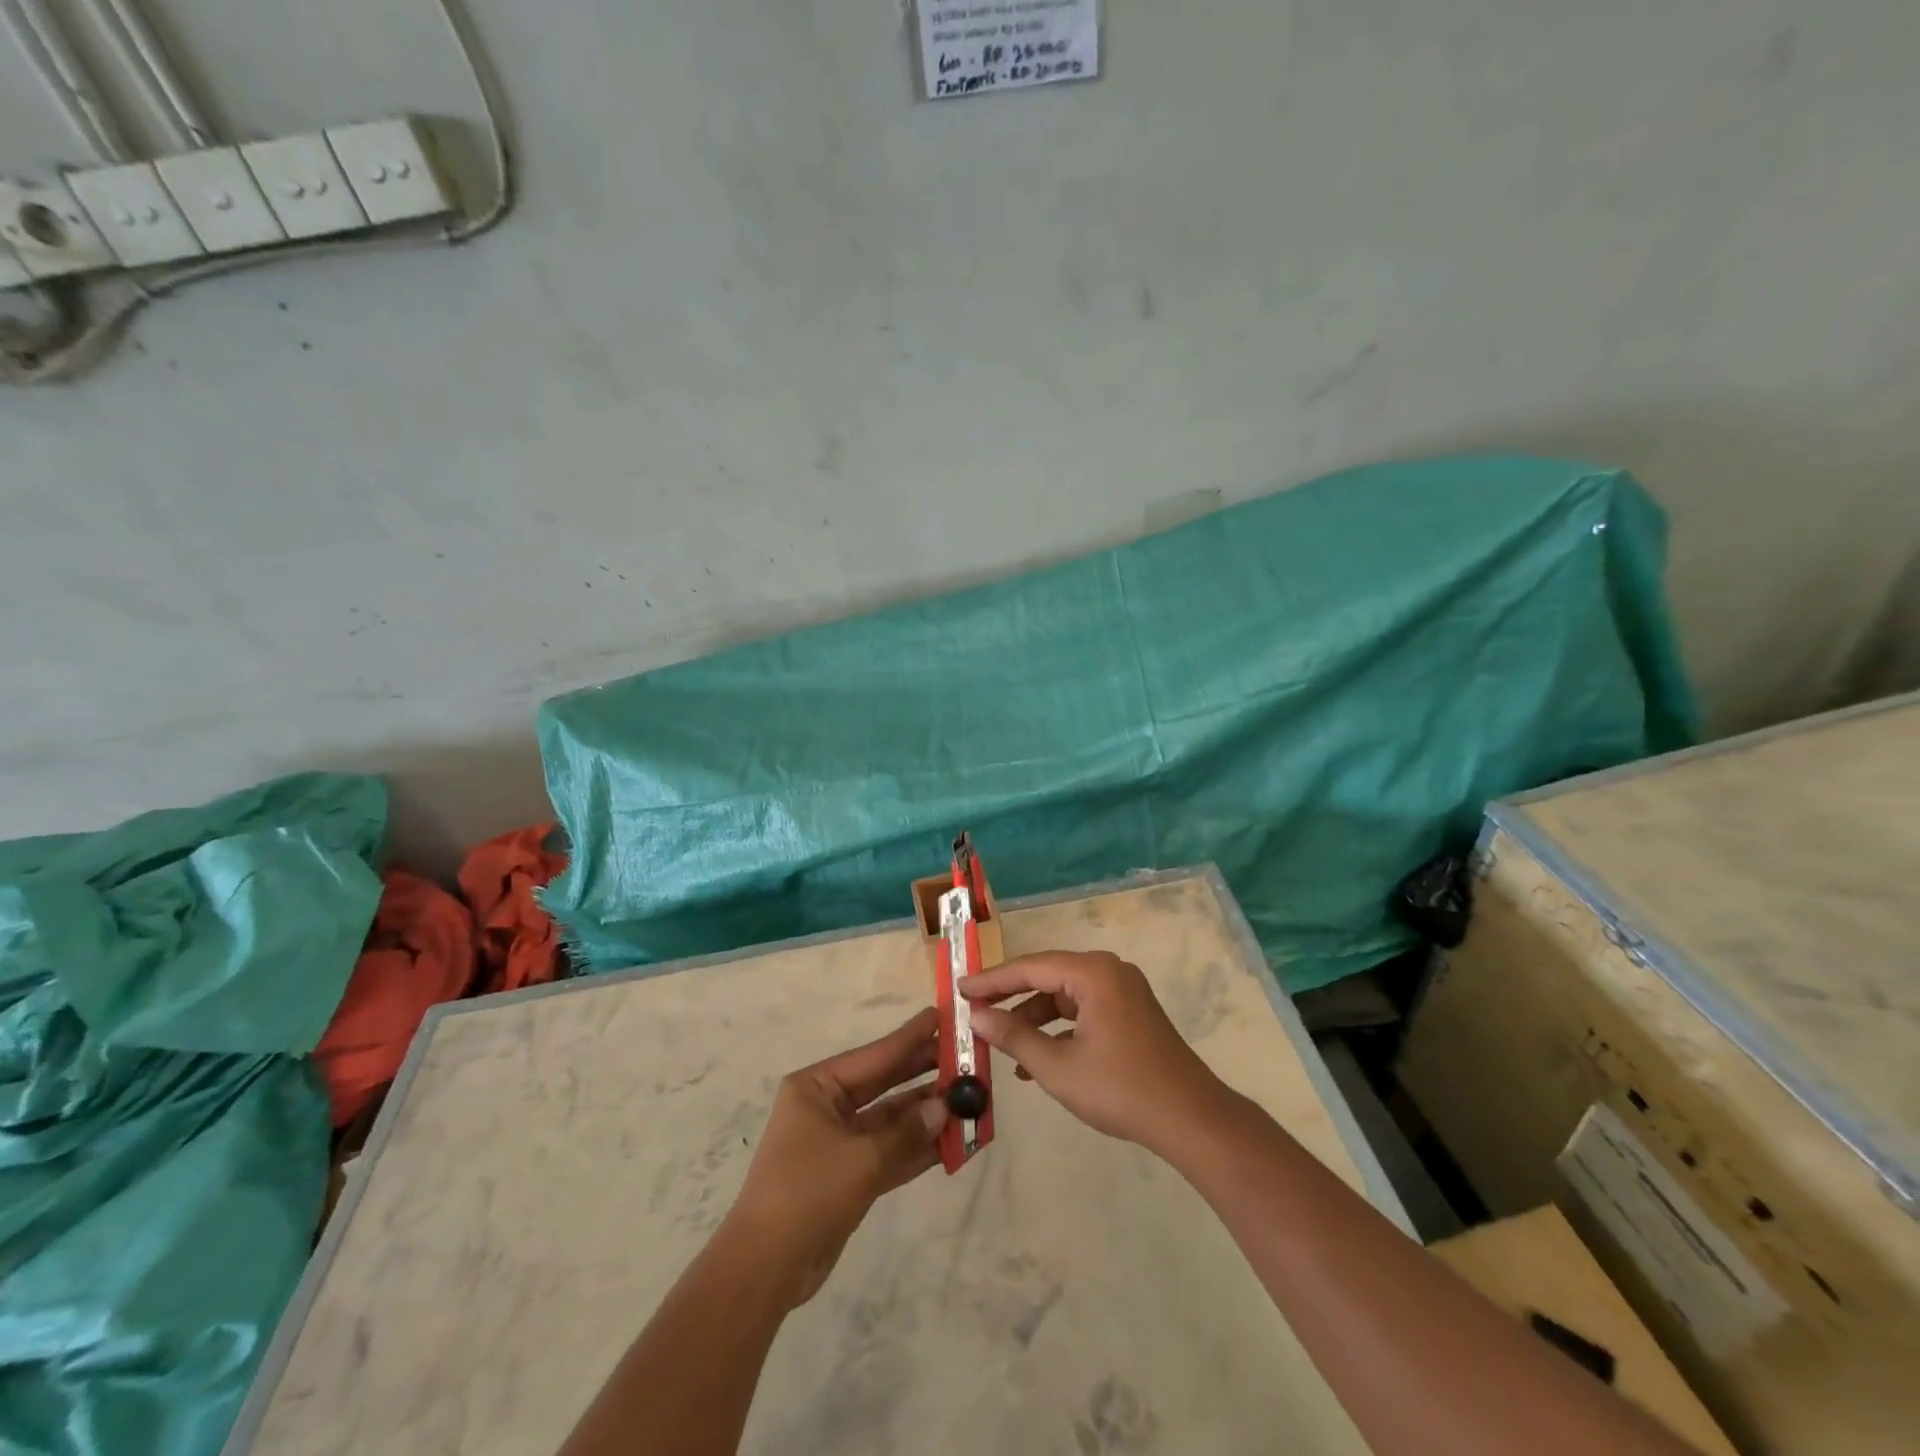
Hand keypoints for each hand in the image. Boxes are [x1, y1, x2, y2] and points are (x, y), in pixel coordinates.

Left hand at [725, 1008, 948, 1307]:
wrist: (765, 1268)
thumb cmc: (807, 1192)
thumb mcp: (861, 1159)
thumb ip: (907, 1132)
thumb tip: (945, 1108)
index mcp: (817, 1086)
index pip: (875, 1055)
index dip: (911, 1037)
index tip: (943, 1015)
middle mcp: (827, 1107)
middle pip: (885, 1083)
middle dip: (924, 1074)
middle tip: (965, 1058)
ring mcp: (839, 1142)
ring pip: (891, 1120)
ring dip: (926, 1115)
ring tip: (969, 1101)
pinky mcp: (848, 1175)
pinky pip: (889, 1152)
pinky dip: (917, 1148)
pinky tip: (953, 1142)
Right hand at [963, 951, 1225, 1156]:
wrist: (1190, 1119)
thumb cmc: (1121, 1089)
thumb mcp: (1058, 1067)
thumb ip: (1014, 1036)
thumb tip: (977, 1016)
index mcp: (1092, 973)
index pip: (1030, 967)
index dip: (992, 980)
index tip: (959, 988)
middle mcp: (1108, 971)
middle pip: (1046, 976)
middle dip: (1010, 996)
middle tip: (974, 1009)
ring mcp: (1122, 991)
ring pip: (1063, 994)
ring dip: (1032, 1017)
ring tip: (1000, 1041)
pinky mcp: (1129, 1012)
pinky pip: (1082, 1009)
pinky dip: (1058, 1027)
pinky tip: (1035, 1058)